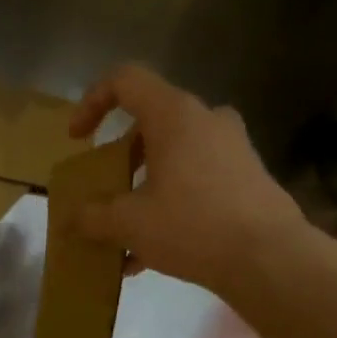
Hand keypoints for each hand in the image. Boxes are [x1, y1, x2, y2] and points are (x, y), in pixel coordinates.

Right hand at [67, 64, 322, 302]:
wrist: (267, 256)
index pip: (126, 81)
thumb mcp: (129, 223)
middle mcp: (205, 120)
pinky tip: (147, 254)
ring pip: (171, 157)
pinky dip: (165, 205)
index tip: (77, 139)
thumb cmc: (191, 226)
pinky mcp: (244, 176)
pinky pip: (192, 180)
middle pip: (148, 125)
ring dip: (140, 189)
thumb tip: (69, 219)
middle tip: (101, 193)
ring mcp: (230, 147)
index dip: (92, 102)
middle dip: (117, 160)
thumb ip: (92, 216)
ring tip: (121, 234)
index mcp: (174, 116)